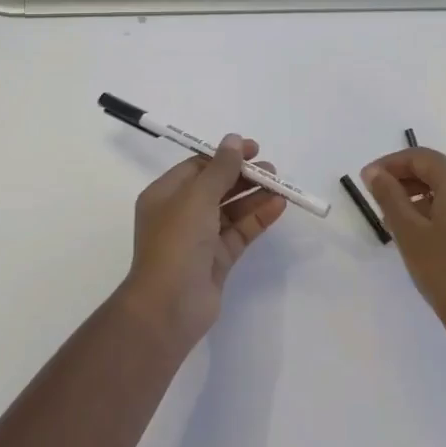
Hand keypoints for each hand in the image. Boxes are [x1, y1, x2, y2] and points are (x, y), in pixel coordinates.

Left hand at [125, 135, 286, 345]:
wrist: (168, 306)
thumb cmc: (176, 242)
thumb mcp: (197, 197)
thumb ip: (220, 168)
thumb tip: (234, 139)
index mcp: (165, 195)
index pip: (197, 167)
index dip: (225, 156)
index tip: (253, 149)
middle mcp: (180, 214)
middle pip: (216, 187)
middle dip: (243, 176)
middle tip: (271, 169)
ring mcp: (199, 238)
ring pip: (231, 210)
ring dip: (254, 196)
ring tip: (280, 185)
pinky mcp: (217, 259)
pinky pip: (240, 232)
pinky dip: (258, 218)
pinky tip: (278, 206)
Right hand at [362, 147, 445, 351]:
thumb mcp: (409, 232)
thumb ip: (389, 196)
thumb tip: (375, 172)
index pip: (421, 157)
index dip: (390, 164)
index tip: (365, 180)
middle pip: (437, 170)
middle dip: (404, 180)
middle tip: (376, 200)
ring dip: (418, 197)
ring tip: (393, 221)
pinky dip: (437, 211)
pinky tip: (420, 236)